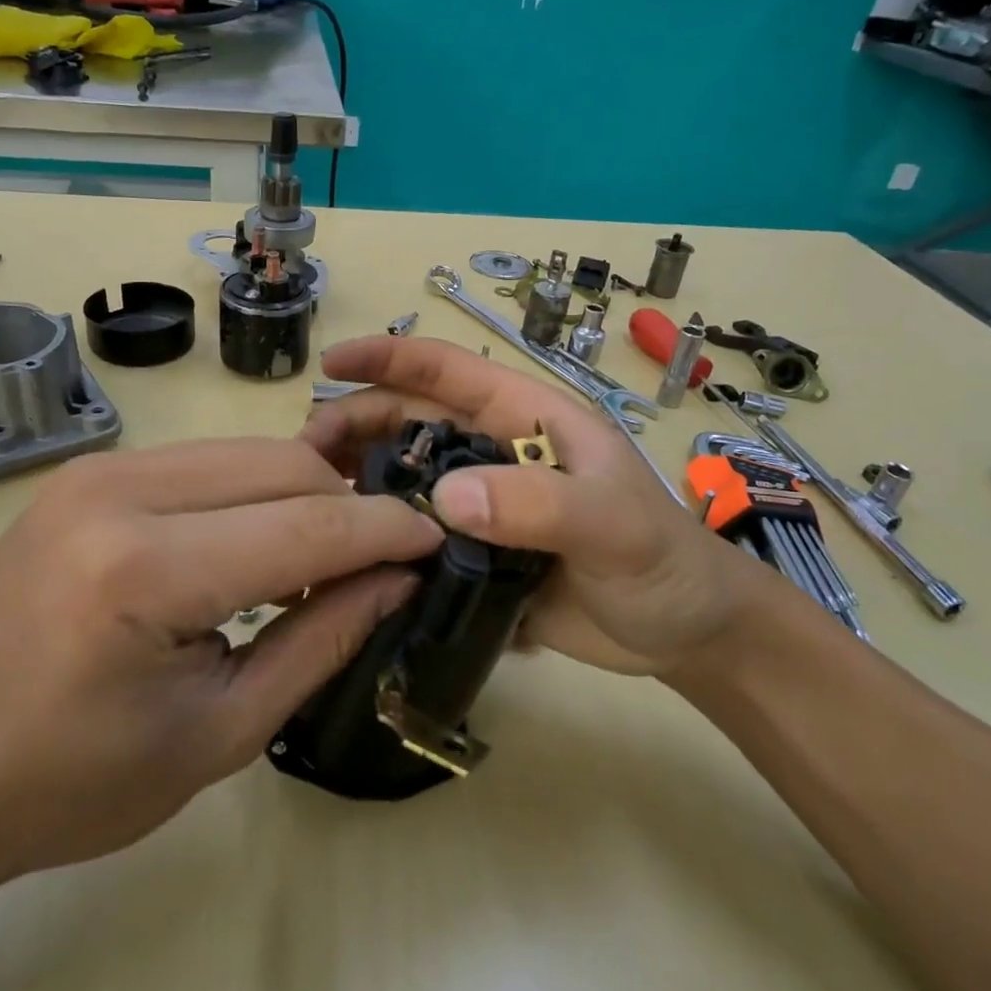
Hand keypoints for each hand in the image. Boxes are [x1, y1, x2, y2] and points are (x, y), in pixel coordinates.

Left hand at [0, 438, 443, 888]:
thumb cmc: (70, 782)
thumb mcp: (220, 732)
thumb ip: (322, 641)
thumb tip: (397, 579)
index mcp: (146, 572)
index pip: (308, 525)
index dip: (385, 531)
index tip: (435, 541)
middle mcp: (122, 493)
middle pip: (284, 466)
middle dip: (348, 508)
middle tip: (375, 565)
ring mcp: (100, 470)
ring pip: (250, 451)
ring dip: (303, 496)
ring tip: (319, 560)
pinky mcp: (91, 471)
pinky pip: (207, 462)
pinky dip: (254, 493)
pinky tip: (256, 546)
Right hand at [301, 336, 798, 678]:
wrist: (686, 633)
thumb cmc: (664, 561)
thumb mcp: (614, 524)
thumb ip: (541, 505)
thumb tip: (443, 500)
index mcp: (529, 420)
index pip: (450, 372)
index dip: (390, 357)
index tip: (331, 363)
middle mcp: (497, 453)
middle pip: (412, 421)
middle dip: (356, 424)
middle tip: (303, 457)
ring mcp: (486, 505)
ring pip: (407, 478)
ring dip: (359, 480)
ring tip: (313, 501)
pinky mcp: (478, 555)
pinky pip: (418, 536)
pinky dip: (382, 536)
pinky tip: (346, 555)